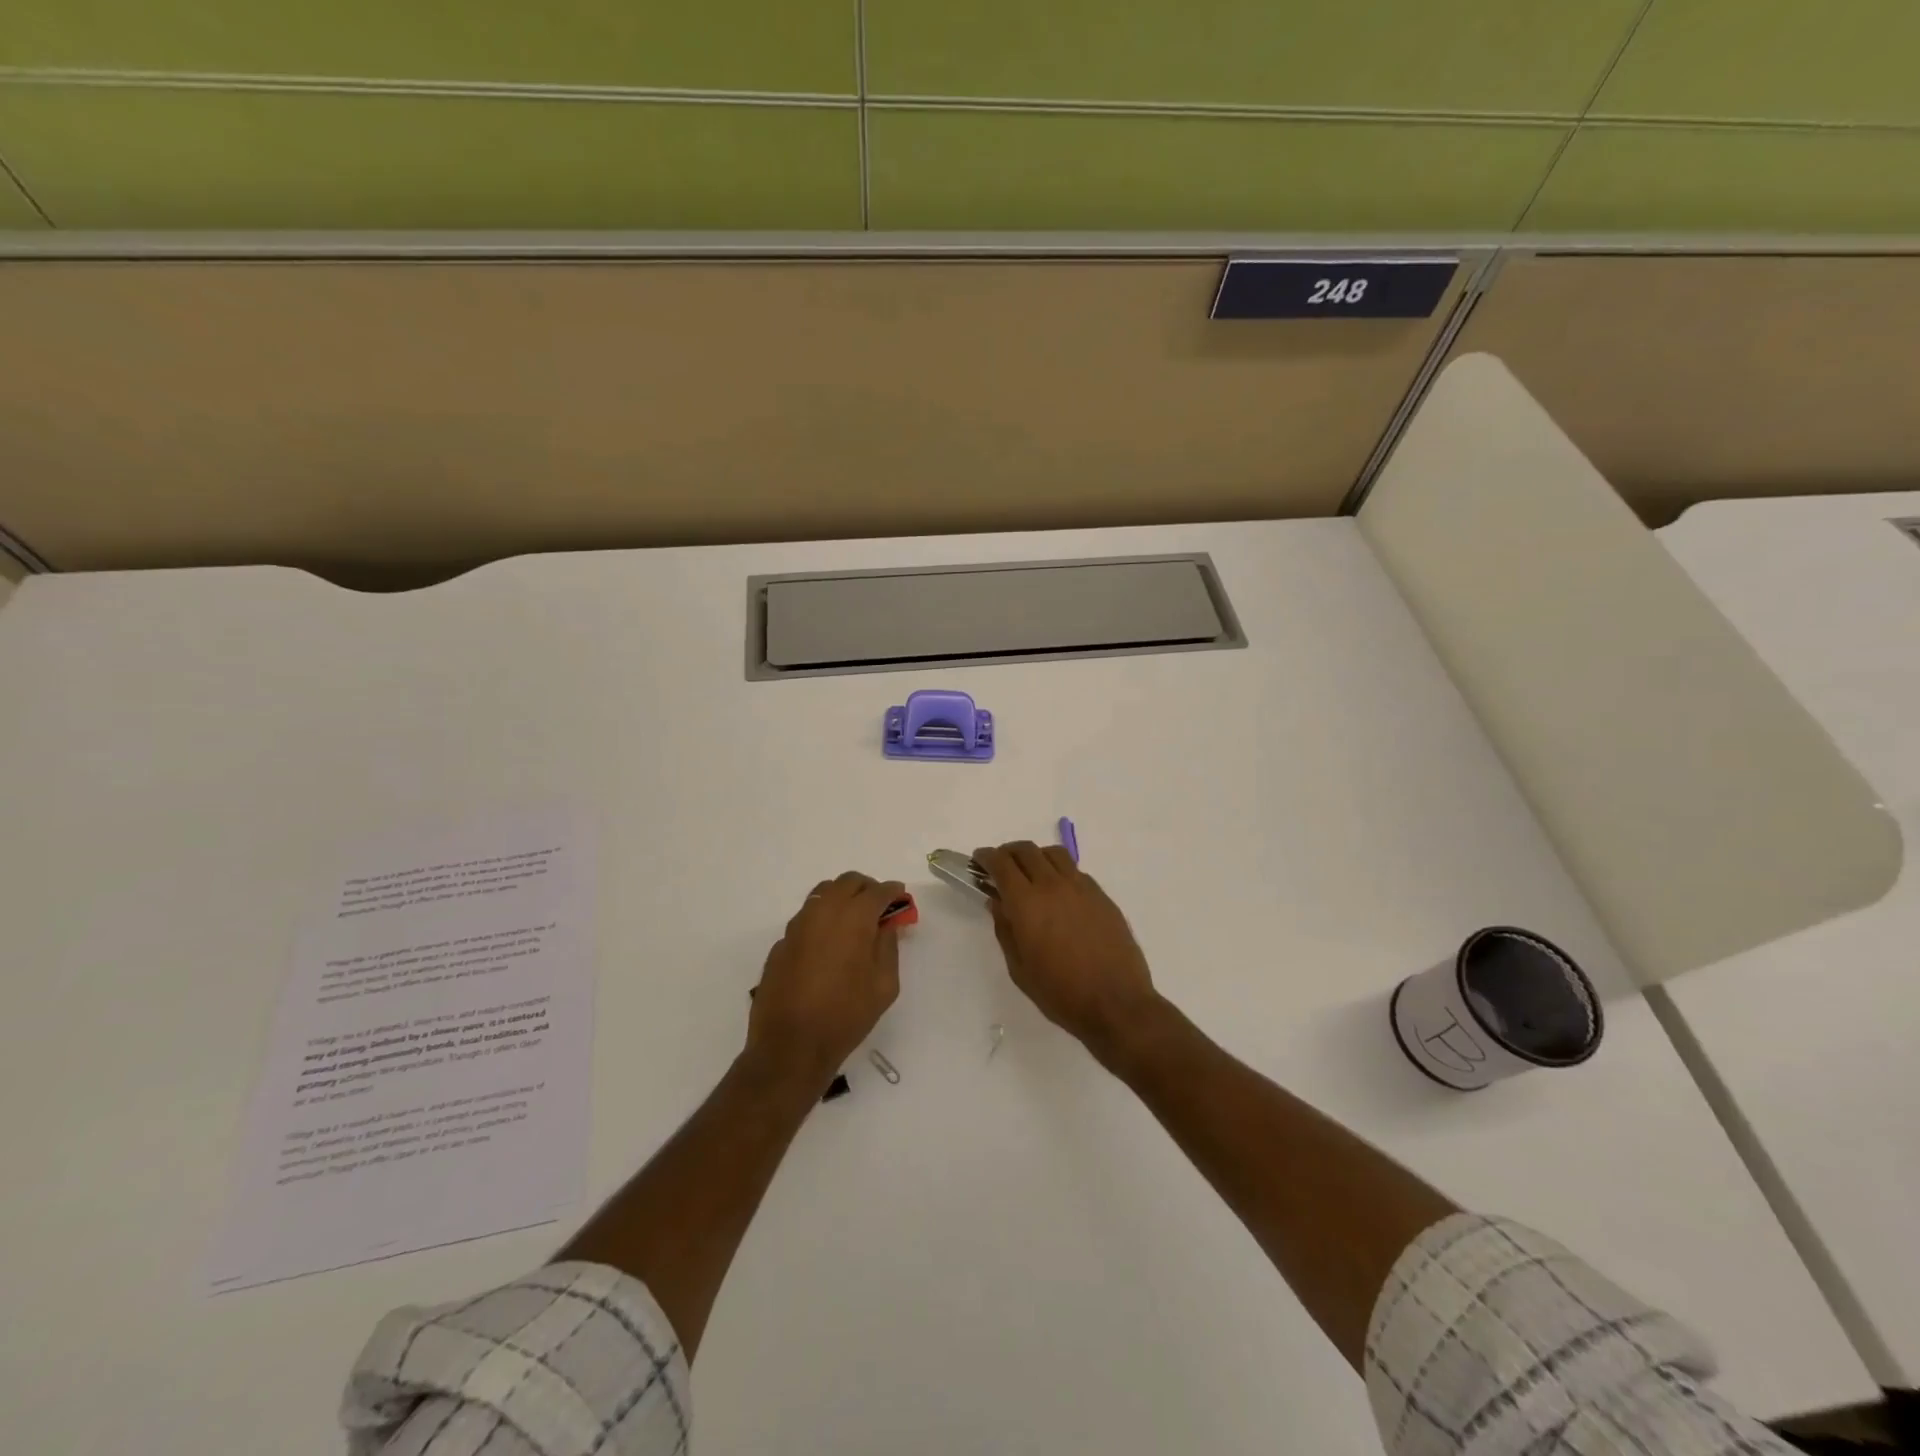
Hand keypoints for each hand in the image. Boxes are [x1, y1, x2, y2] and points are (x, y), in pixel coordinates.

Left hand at [748, 871, 904, 1094]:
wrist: (791, 1045)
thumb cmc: (846, 1015)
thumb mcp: (884, 984)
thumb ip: (888, 946)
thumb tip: (886, 925)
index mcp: (854, 917)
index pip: (878, 891)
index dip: (893, 892)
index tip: (901, 899)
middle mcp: (824, 911)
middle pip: (848, 882)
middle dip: (867, 889)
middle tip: (879, 907)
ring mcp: (798, 925)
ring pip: (823, 894)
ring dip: (842, 899)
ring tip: (853, 922)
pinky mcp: (781, 942)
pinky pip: (806, 918)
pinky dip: (822, 920)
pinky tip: (827, 946)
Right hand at [974, 842, 1162, 1066]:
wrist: (1116, 1003)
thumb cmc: (1061, 993)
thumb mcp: (1020, 968)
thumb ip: (1005, 930)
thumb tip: (998, 902)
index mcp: (1027, 903)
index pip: (1001, 864)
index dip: (986, 857)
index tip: (979, 860)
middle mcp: (1053, 885)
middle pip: (1026, 850)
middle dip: (1008, 852)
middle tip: (1001, 866)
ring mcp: (1081, 887)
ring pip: (1054, 854)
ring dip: (1036, 856)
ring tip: (1031, 873)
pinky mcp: (1101, 895)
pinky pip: (1075, 871)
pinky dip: (1059, 871)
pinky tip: (1059, 893)